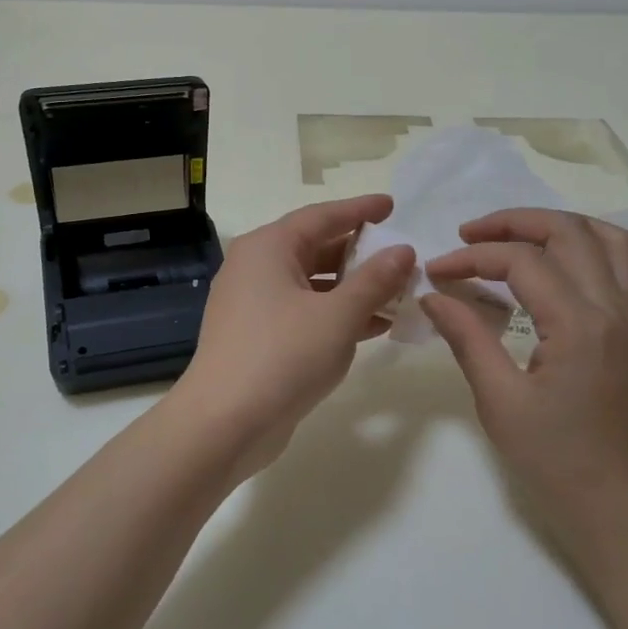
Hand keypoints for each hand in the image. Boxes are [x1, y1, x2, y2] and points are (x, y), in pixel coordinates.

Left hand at [172, 195, 414, 465]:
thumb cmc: (283, 357)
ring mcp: (253, 303)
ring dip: (353, 288)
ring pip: (312, 283)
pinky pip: (304, 311)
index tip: (392, 205)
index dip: (360, 210)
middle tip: (402, 254)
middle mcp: (256, 267)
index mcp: (269, 247)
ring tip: (398, 292)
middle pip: (316, 247)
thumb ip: (375, 280)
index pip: (322, 216)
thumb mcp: (338, 316)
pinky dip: (336, 314)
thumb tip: (403, 250)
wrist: (224, 423)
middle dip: (361, 253)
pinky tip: (374, 325)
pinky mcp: (258, 335)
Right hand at [420, 208, 627, 551]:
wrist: (619, 508)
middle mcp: (613, 309)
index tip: (435, 273)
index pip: (522, 261)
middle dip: (512, 222)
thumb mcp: (499, 401)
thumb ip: (467, 337)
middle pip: (568, 232)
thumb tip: (433, 294)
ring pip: (605, 239)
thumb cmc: (555, 461)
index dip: (472, 258)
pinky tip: (550, 264)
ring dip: (555, 225)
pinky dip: (583, 246)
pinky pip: (618, 265)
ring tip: (511, 236)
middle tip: (467, 235)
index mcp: (579, 325)